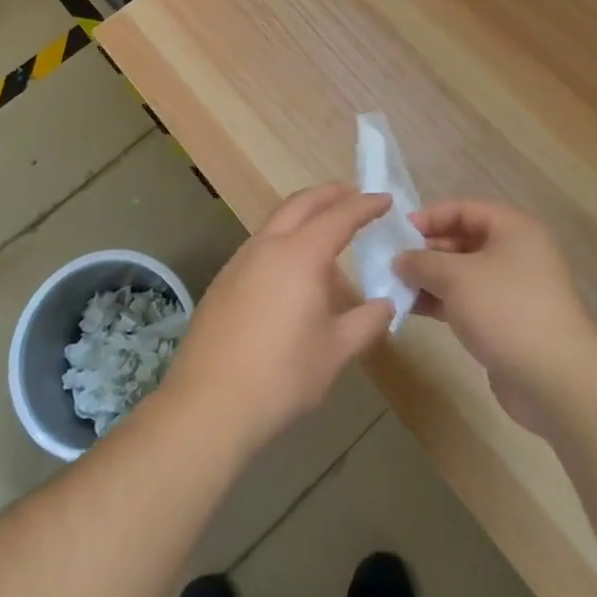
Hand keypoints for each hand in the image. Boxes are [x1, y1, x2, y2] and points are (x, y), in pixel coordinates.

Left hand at [162, 183, 395, 457]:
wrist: (209, 403)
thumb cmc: (282, 375)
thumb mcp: (335, 351)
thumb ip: (366, 322)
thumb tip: (387, 304)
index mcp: (301, 255)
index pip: (339, 217)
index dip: (365, 205)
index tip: (385, 199)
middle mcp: (268, 246)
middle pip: (301, 204)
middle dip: (329, 194)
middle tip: (353, 194)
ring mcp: (240, 260)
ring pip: (276, 220)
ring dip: (303, 213)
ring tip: (324, 226)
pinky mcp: (223, 280)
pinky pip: (260, 243)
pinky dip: (283, 236)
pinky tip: (291, 265)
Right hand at [394, 200, 596, 433]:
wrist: (557, 381)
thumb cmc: (506, 310)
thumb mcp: (456, 277)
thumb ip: (423, 262)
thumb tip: (400, 259)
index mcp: (513, 228)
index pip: (463, 209)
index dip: (429, 217)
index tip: (398, 233)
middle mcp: (516, 252)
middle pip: (463, 240)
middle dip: (427, 251)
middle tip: (393, 264)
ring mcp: (514, 289)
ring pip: (464, 273)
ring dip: (431, 279)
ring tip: (396, 288)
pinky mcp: (508, 321)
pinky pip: (469, 301)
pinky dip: (443, 302)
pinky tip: (414, 310)